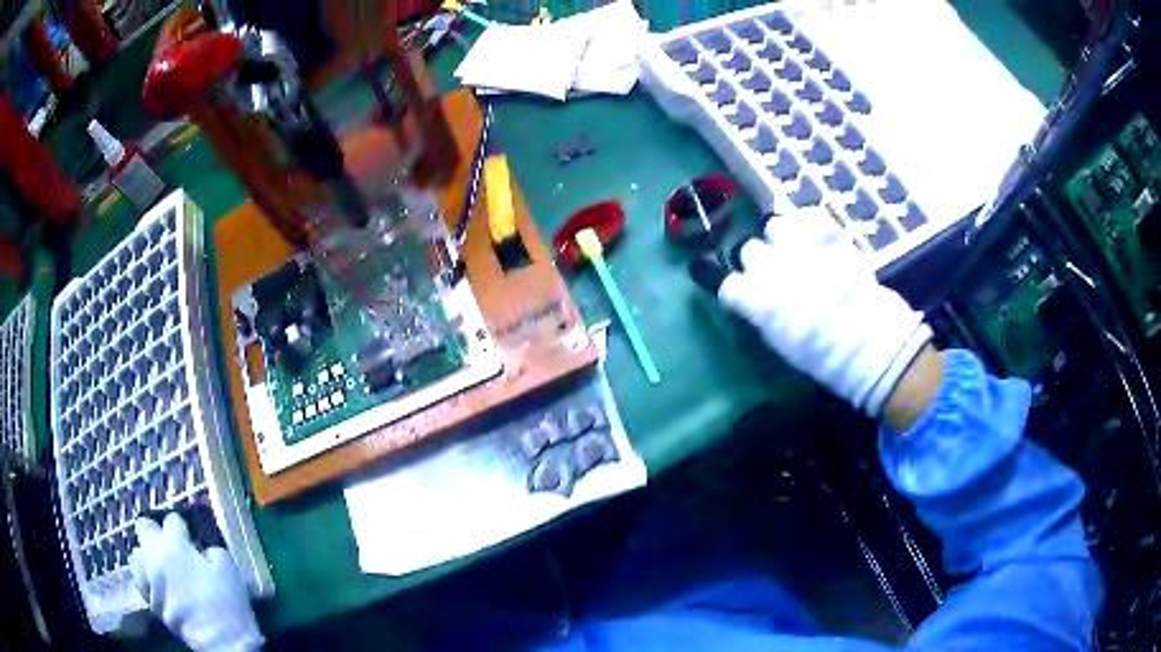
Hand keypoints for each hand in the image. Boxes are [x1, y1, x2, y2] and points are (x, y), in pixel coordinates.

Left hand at [130, 513, 263, 651]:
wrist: (220, 642)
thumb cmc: (226, 603)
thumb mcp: (228, 570)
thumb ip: (212, 552)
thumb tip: (204, 552)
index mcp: (174, 543)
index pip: (172, 520)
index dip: (182, 528)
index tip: (191, 537)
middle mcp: (154, 554)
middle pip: (143, 527)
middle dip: (155, 532)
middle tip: (170, 546)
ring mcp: (148, 577)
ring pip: (136, 553)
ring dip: (147, 556)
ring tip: (161, 567)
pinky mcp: (148, 600)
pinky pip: (140, 579)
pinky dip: (147, 578)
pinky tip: (159, 586)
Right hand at [692, 208, 932, 417]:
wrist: (867, 339)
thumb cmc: (821, 354)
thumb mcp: (779, 341)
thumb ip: (759, 312)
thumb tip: (751, 295)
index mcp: (755, 298)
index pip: (720, 279)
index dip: (712, 275)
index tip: (709, 272)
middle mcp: (770, 266)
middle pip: (747, 250)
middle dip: (756, 259)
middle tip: (771, 269)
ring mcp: (798, 244)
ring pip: (771, 224)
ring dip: (777, 235)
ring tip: (792, 246)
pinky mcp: (825, 232)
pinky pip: (806, 215)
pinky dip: (807, 224)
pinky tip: (815, 236)